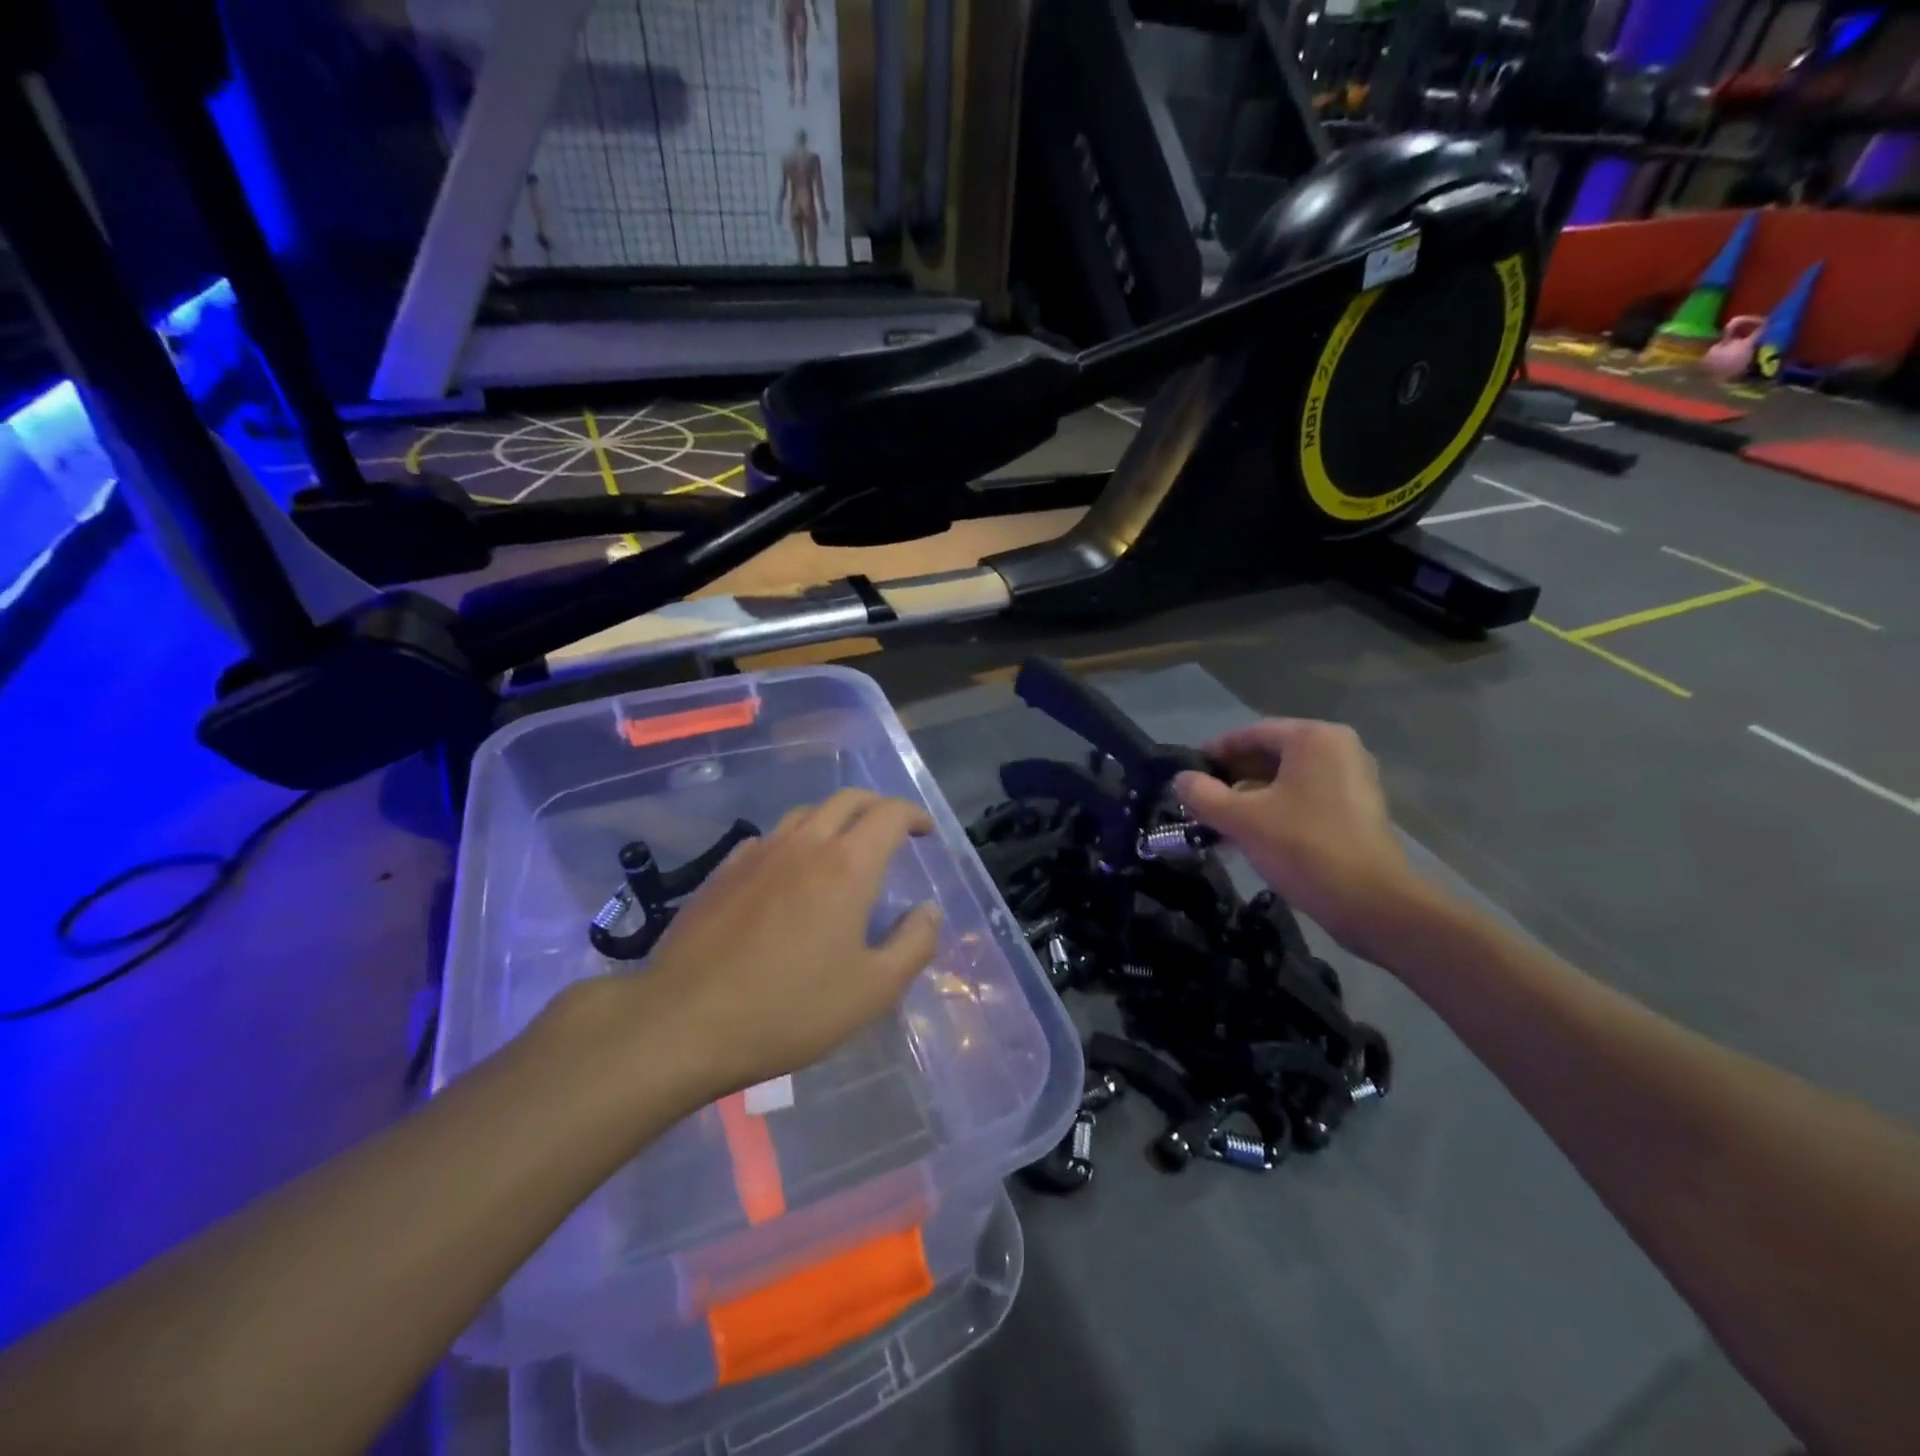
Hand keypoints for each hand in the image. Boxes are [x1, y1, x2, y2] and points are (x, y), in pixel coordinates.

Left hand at [640, 789, 941, 1099]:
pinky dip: (796, 841)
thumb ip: (913, 944)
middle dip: (878, 807)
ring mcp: (759, 852)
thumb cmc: (790, 1008)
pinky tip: (790, 874)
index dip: (914, 815)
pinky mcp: (724, 870)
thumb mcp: (872, 990)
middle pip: (848, 799)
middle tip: (893, 832)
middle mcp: (805, 844)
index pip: (890, 814)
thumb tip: (928, 911)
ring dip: (836, 819)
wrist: (684, 1022)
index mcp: (847, 865)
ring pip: (807, 813)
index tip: (925, 832)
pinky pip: (771, 838)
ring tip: (844, 850)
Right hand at [1175, 721, 1420, 955]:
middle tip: (1201, 801)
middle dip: (1232, 777)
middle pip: (1270, 754)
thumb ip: (1203, 795)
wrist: (1372, 903)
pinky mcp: (1359, 807)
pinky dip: (1277, 807)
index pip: (1250, 734)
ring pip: (1287, 777)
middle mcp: (1338, 747)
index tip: (1188, 775)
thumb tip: (1181, 779)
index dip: (1214, 753)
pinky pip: (1306, 795)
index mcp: (1312, 738)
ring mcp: (1353, 777)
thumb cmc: (1304, 848)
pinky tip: (1252, 833)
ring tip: (1220, 821)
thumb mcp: (1242, 820)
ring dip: (1252, 795)